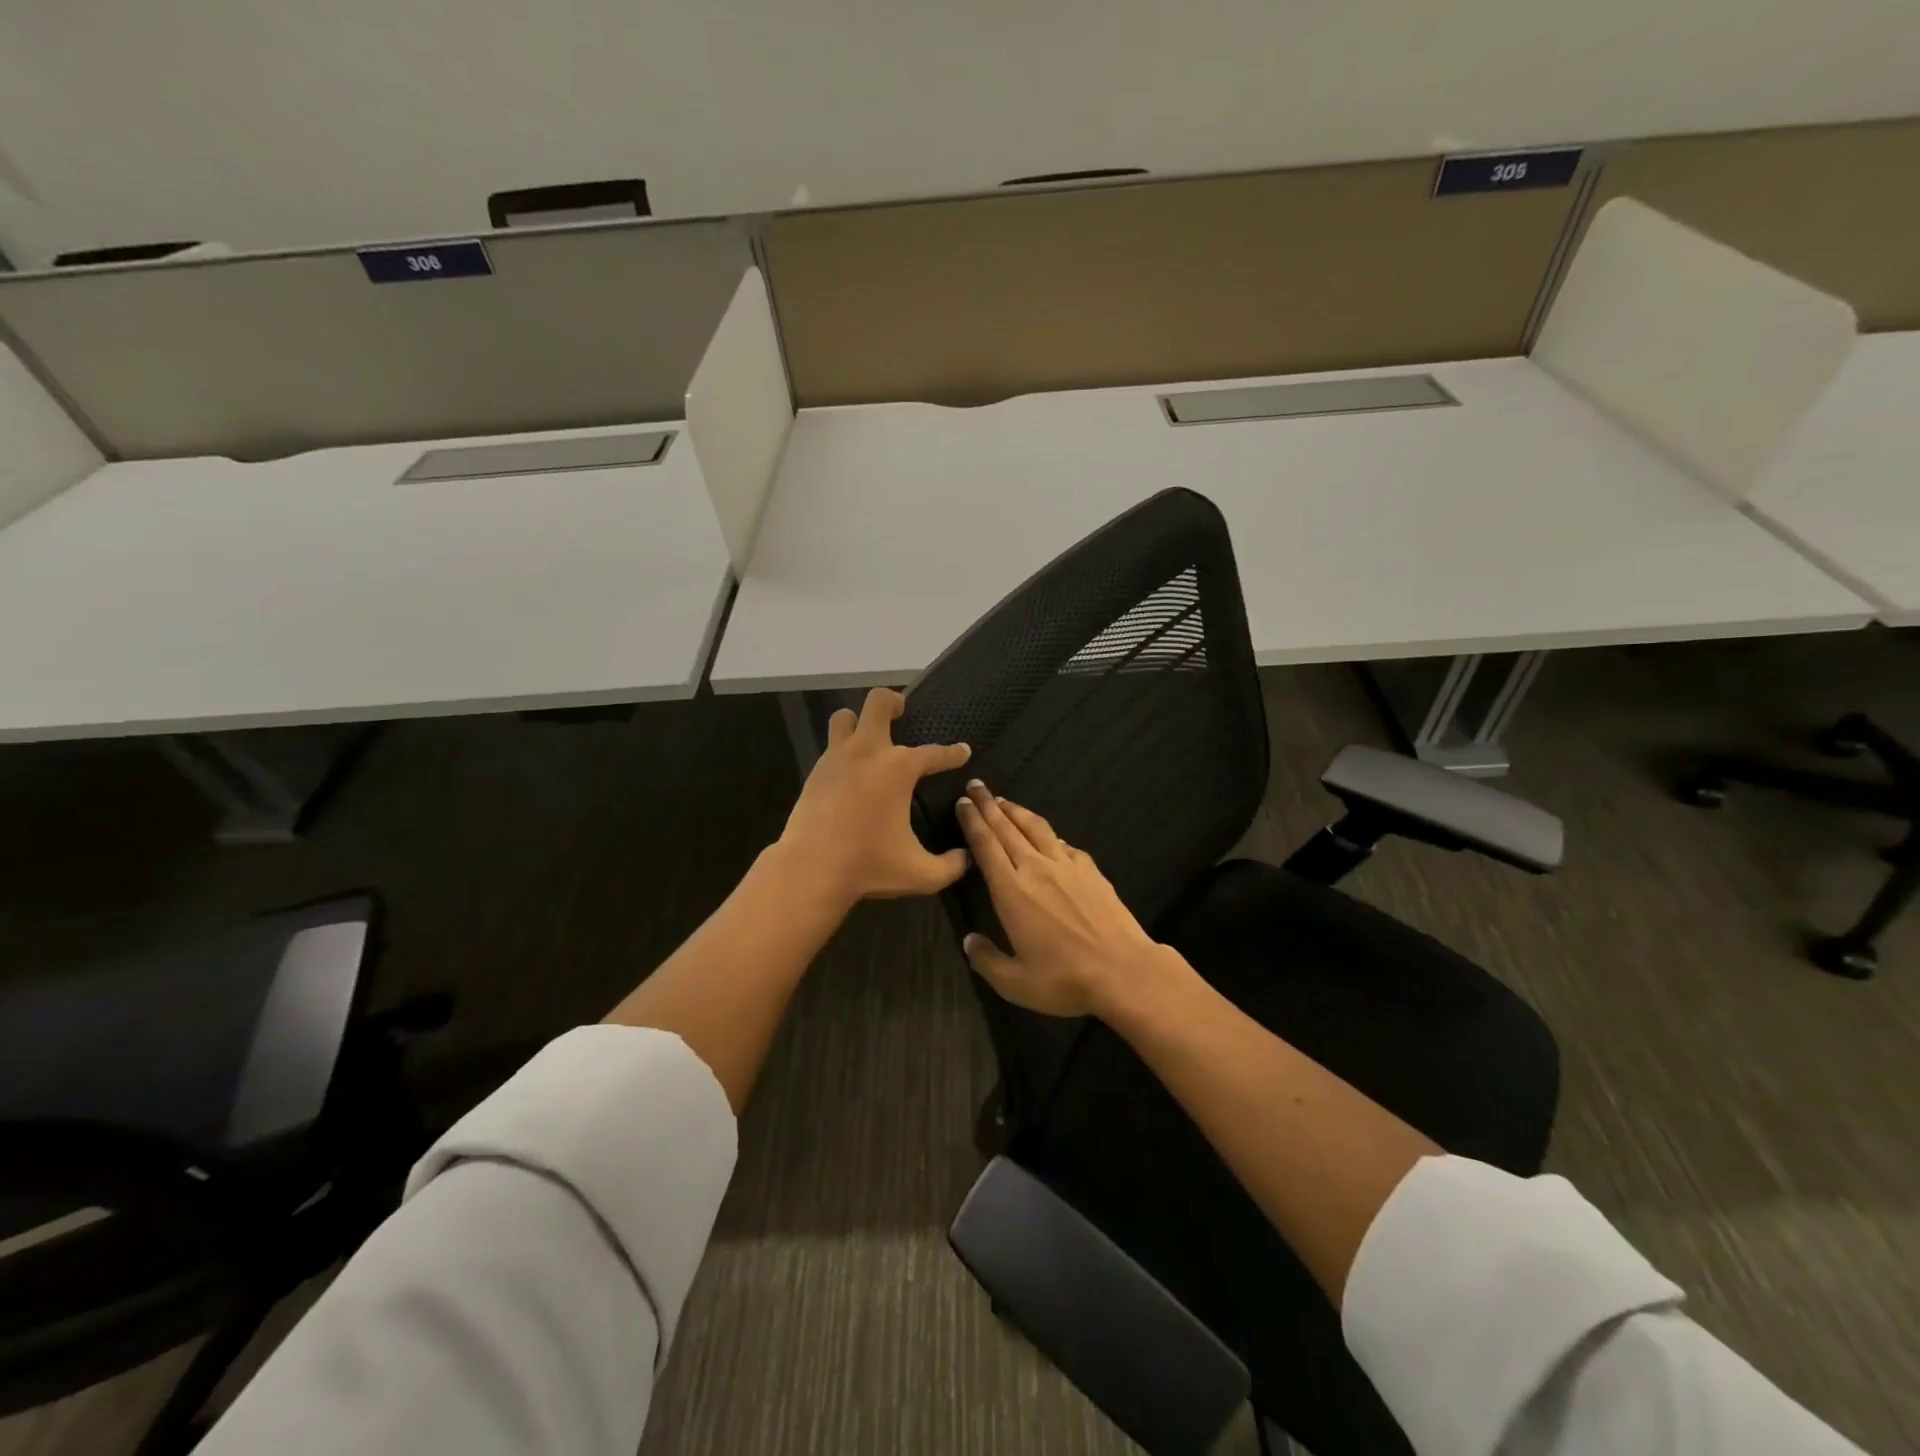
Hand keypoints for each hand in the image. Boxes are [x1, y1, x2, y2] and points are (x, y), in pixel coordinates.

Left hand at [776, 687, 971, 907]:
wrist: (811, 869)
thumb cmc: (869, 866)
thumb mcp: (921, 873)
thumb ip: (950, 866)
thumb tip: (966, 858)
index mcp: (899, 769)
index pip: (935, 754)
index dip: (953, 753)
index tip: (962, 751)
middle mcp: (868, 752)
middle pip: (878, 703)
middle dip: (893, 702)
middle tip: (902, 713)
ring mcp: (837, 758)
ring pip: (845, 717)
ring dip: (859, 721)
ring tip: (870, 737)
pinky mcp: (815, 772)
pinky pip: (831, 746)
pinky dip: (844, 750)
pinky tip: (851, 771)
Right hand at [954, 781, 1172, 1017]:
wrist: (1123, 971)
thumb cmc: (1064, 979)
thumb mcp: (1015, 982)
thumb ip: (986, 960)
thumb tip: (968, 941)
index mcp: (1011, 891)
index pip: (986, 845)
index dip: (972, 822)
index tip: (963, 803)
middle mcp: (1036, 869)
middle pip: (1007, 828)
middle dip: (988, 805)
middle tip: (976, 786)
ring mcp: (1067, 866)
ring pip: (1036, 828)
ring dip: (1017, 811)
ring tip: (1004, 800)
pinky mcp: (1091, 871)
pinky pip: (1065, 844)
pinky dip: (1050, 835)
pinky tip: (1050, 836)